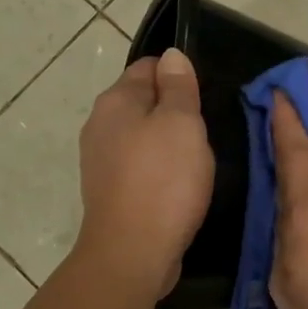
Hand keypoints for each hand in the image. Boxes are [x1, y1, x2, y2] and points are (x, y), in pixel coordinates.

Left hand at [76, 48, 213, 297]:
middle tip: (206, 128)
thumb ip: (179, 87)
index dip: (179, 76)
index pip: (149, 67)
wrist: (133, 252)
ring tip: (197, 158)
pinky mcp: (110, 191)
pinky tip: (179, 184)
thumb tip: (172, 56)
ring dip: (168, 142)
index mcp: (116, 101)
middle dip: (174, 110)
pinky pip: (140, 166)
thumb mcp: (182, 124)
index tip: (205, 96)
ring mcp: (101, 161)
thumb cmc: (163, 181)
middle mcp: (100, 125)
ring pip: (142, 136)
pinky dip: (159, 169)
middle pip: (143, 102)